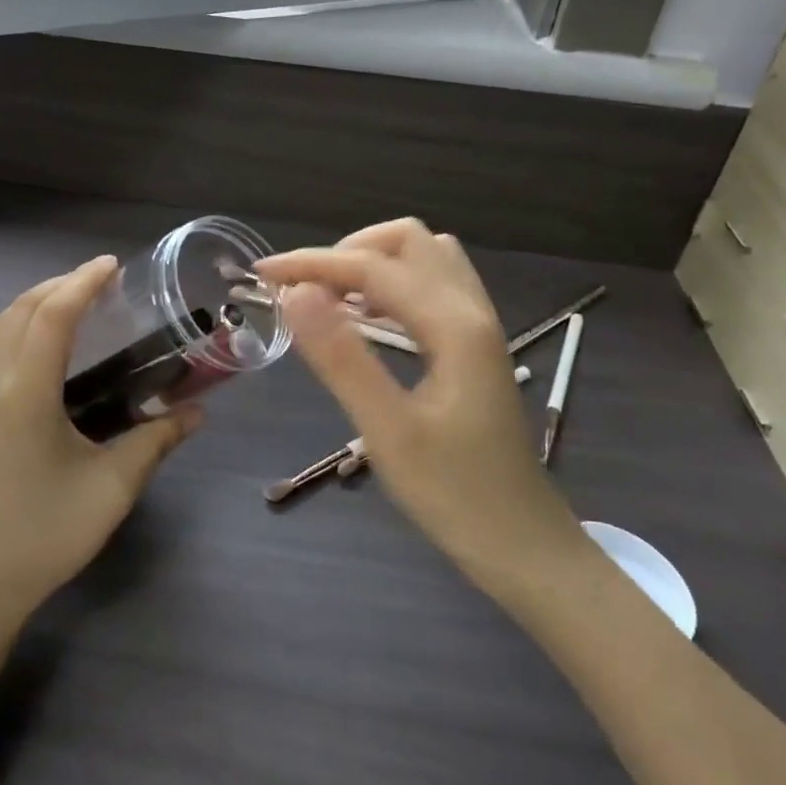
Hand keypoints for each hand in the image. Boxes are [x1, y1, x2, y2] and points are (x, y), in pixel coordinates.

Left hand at [0, 256, 199, 630]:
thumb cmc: (48, 533)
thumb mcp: (113, 486)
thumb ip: (156, 439)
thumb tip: (199, 412)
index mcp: (22, 393)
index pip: (52, 315)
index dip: (83, 283)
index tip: (113, 266)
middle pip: (21, 309)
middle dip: (61, 285)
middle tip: (102, 282)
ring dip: (37, 303)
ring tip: (77, 303)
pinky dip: (19, 326)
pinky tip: (45, 343)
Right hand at [256, 219, 587, 602]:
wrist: (523, 544)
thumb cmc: (454, 495)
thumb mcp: (388, 431)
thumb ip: (341, 358)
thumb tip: (295, 294)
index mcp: (454, 325)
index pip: (373, 267)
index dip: (312, 263)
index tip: (262, 275)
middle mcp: (472, 310)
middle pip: (408, 240)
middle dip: (348, 251)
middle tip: (305, 290)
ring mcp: (479, 325)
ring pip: (425, 257)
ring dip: (373, 262)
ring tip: (330, 299)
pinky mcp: (475, 345)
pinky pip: (433, 286)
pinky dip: (393, 284)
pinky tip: (367, 319)